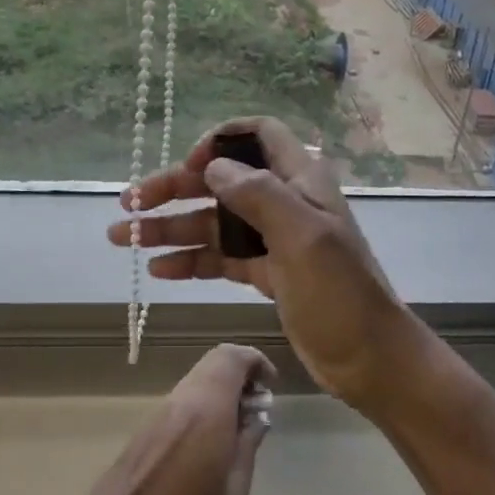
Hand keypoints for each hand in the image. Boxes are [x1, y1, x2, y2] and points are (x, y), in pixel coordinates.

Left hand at [59, 344, 274, 494]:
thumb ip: (247, 451)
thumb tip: (257, 419)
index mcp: (206, 409)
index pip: (231, 357)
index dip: (256, 362)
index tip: (271, 388)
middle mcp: (181, 400)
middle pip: (214, 363)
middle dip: (241, 376)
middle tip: (258, 411)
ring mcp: (159, 412)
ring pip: (197, 380)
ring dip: (222, 392)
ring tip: (238, 432)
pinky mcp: (145, 429)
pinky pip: (183, 400)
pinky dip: (204, 406)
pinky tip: (210, 446)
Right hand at [107, 117, 428, 411]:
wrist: (370, 359)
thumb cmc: (340, 292)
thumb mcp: (302, 236)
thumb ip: (257, 195)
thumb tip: (212, 167)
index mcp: (300, 180)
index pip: (259, 135)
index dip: (220, 140)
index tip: (189, 163)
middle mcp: (284, 201)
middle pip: (221, 181)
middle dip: (174, 189)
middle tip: (129, 205)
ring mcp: (272, 239)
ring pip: (213, 222)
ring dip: (170, 228)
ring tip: (124, 239)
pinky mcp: (265, 273)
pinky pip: (219, 258)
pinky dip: (189, 261)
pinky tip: (158, 270)